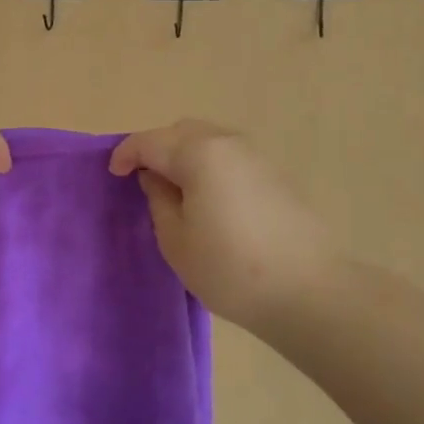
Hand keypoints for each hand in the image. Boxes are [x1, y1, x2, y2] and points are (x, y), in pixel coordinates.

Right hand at [109, 120, 339, 333]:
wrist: (309, 291)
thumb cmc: (230, 268)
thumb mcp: (176, 240)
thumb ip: (159, 200)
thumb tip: (156, 178)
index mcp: (198, 154)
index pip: (150, 142)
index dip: (126, 154)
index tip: (114, 174)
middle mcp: (227, 143)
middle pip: (181, 132)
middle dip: (157, 148)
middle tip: (143, 178)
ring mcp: (256, 157)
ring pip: (208, 141)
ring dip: (184, 155)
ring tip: (174, 188)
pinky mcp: (275, 176)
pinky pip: (229, 157)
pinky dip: (208, 165)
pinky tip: (207, 197)